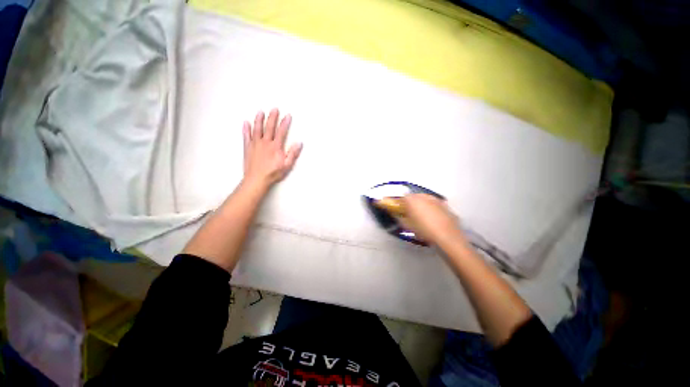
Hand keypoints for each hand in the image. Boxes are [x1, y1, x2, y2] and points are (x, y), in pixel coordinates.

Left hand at [242, 109, 302, 188]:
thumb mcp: (287, 165)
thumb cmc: (273, 173)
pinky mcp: (248, 148)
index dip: (285, 123)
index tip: (287, 115)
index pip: (281, 132)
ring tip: (261, 112)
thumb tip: (299, 143)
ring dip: (259, 120)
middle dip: (272, 117)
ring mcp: (255, 144)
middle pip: (269, 127)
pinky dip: (246, 129)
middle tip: (274, 109)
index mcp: (276, 147)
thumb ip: (292, 154)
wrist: (256, 179)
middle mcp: (265, 143)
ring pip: (257, 129)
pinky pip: (246, 136)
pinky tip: (246, 123)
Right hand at [399, 194, 464, 245]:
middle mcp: (423, 196)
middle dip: (411, 203)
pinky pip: (435, 204)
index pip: (402, 198)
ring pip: (425, 200)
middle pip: (414, 197)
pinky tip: (433, 218)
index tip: (400, 210)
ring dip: (422, 205)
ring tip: (422, 216)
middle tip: (410, 213)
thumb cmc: (425, 231)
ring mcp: (435, 200)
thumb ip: (401, 218)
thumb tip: (399, 216)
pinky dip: (432, 208)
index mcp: (412, 200)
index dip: (400, 204)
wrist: (447, 237)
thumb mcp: (408, 226)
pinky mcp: (445, 205)